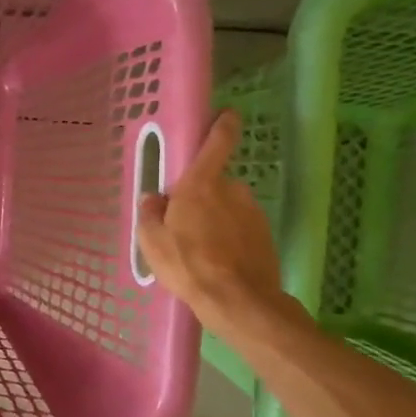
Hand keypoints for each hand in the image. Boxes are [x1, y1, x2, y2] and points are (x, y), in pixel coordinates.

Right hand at [136, 109, 291, 342]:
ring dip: (216, 220)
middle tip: (184, 224)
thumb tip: (154, 199)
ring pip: (229, 208)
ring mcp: (252, 213)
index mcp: (201, 184)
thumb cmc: (187, 264)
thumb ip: (150, 214)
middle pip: (215, 184)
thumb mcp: (151, 241)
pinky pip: (241, 229)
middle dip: (202, 198)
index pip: (217, 142)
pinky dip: (230, 239)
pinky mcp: (265, 236)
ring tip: (200, 251)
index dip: (222, 125)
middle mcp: (232, 190)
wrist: (238, 302)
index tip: (227, 114)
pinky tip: (218, 262)